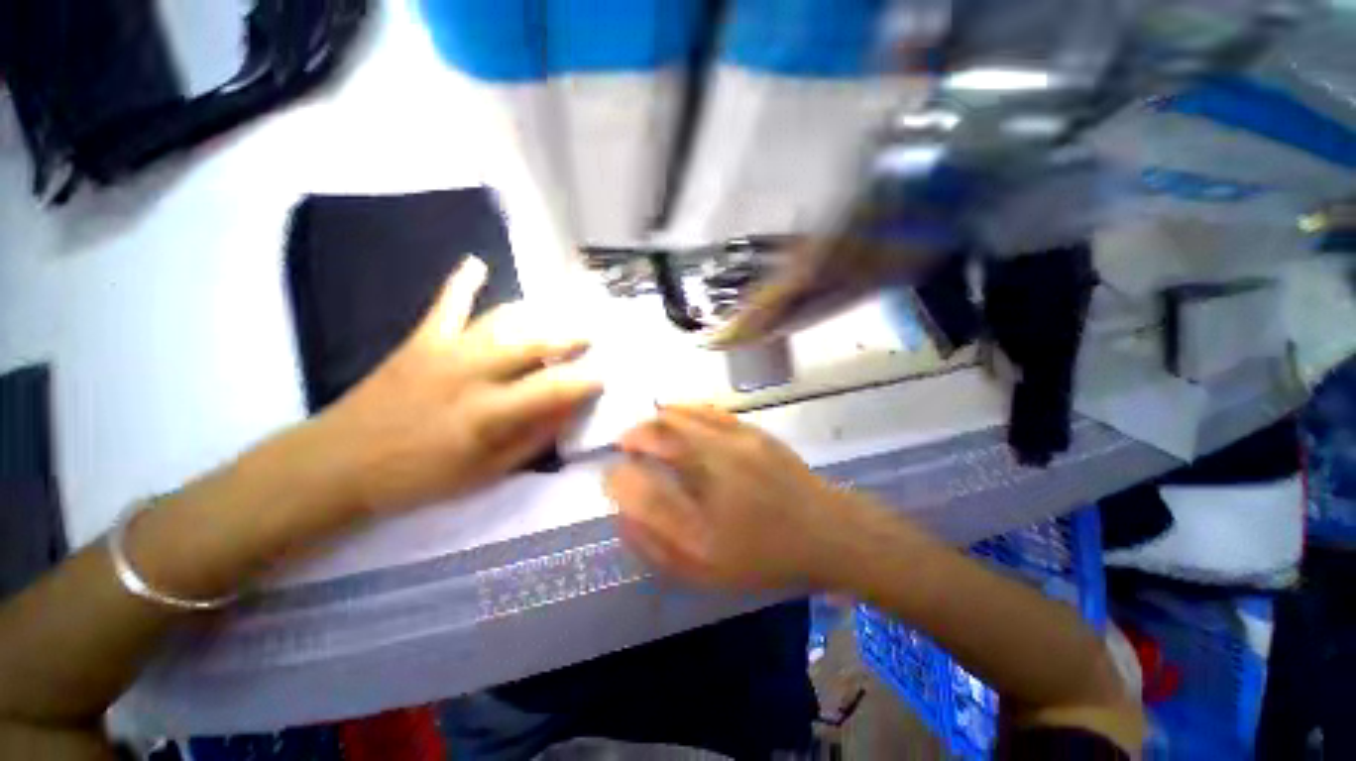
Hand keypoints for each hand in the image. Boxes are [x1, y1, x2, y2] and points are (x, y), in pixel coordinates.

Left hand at [315, 257, 601, 512]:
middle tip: (591, 337)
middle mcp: (474, 373)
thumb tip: (568, 413)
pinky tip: (477, 263)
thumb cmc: (420, 476)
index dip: (586, 381)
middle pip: (535, 343)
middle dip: (571, 338)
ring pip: (502, 321)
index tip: (604, 376)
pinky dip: (462, 282)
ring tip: (557, 315)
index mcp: (490, 412)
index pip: (555, 387)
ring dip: (536, 316)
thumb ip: (532, 439)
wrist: (339, 462)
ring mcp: (446, 350)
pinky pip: (447, 305)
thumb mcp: (486, 473)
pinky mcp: (421, 340)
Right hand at [605, 405, 846, 589]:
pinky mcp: (752, 432)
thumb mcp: (707, 572)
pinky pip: (707, 412)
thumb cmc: (765, 558)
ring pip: (682, 420)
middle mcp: (716, 479)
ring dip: (654, 421)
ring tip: (643, 429)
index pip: (643, 494)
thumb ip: (660, 546)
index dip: (618, 481)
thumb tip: (625, 515)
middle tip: (624, 444)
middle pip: (660, 441)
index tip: (610, 476)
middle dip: (633, 438)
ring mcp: (736, 447)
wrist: (826, 532)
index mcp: (703, 526)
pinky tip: (671, 410)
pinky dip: (682, 409)